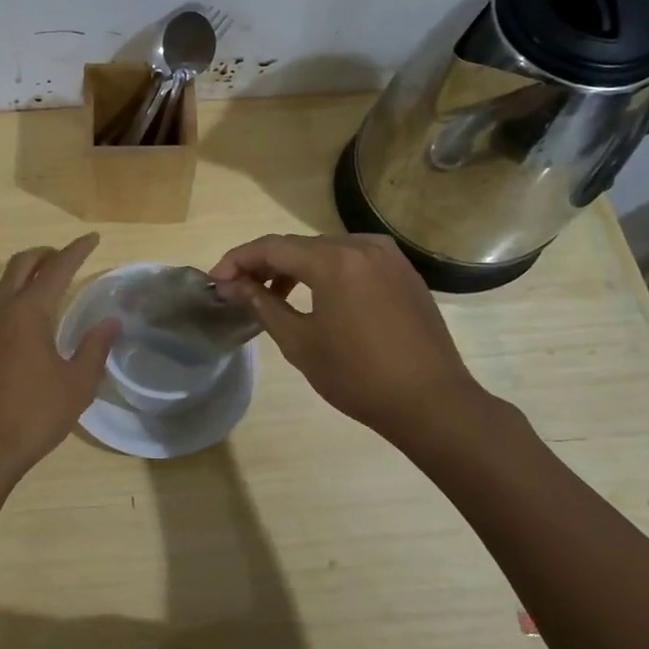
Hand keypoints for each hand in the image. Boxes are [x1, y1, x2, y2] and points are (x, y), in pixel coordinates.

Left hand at [0, 234, 118, 485]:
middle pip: (19, 264)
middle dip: (43, 254)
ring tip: (36, 286)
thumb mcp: (76, 385)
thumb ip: (94, 348)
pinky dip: (3, 300)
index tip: (92, 239)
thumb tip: (111, 322)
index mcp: (29, 313)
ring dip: (18, 275)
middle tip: (62, 258)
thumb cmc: (33, 415)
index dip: (76, 251)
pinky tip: (13, 324)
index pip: (57, 269)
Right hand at [208, 233, 492, 444]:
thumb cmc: (358, 376)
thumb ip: (261, 304)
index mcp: (334, 261)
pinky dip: (326, 271)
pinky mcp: (403, 272)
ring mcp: (388, 256)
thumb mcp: (300, 342)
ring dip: (295, 268)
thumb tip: (229, 285)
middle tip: (239, 289)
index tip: (215, 281)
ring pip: (326, 250)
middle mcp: (362, 246)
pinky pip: (353, 260)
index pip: (271, 247)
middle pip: (299, 245)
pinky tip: (317, 297)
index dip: (238, 260)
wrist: (432, 403)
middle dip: (264, 264)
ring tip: (273, 296)